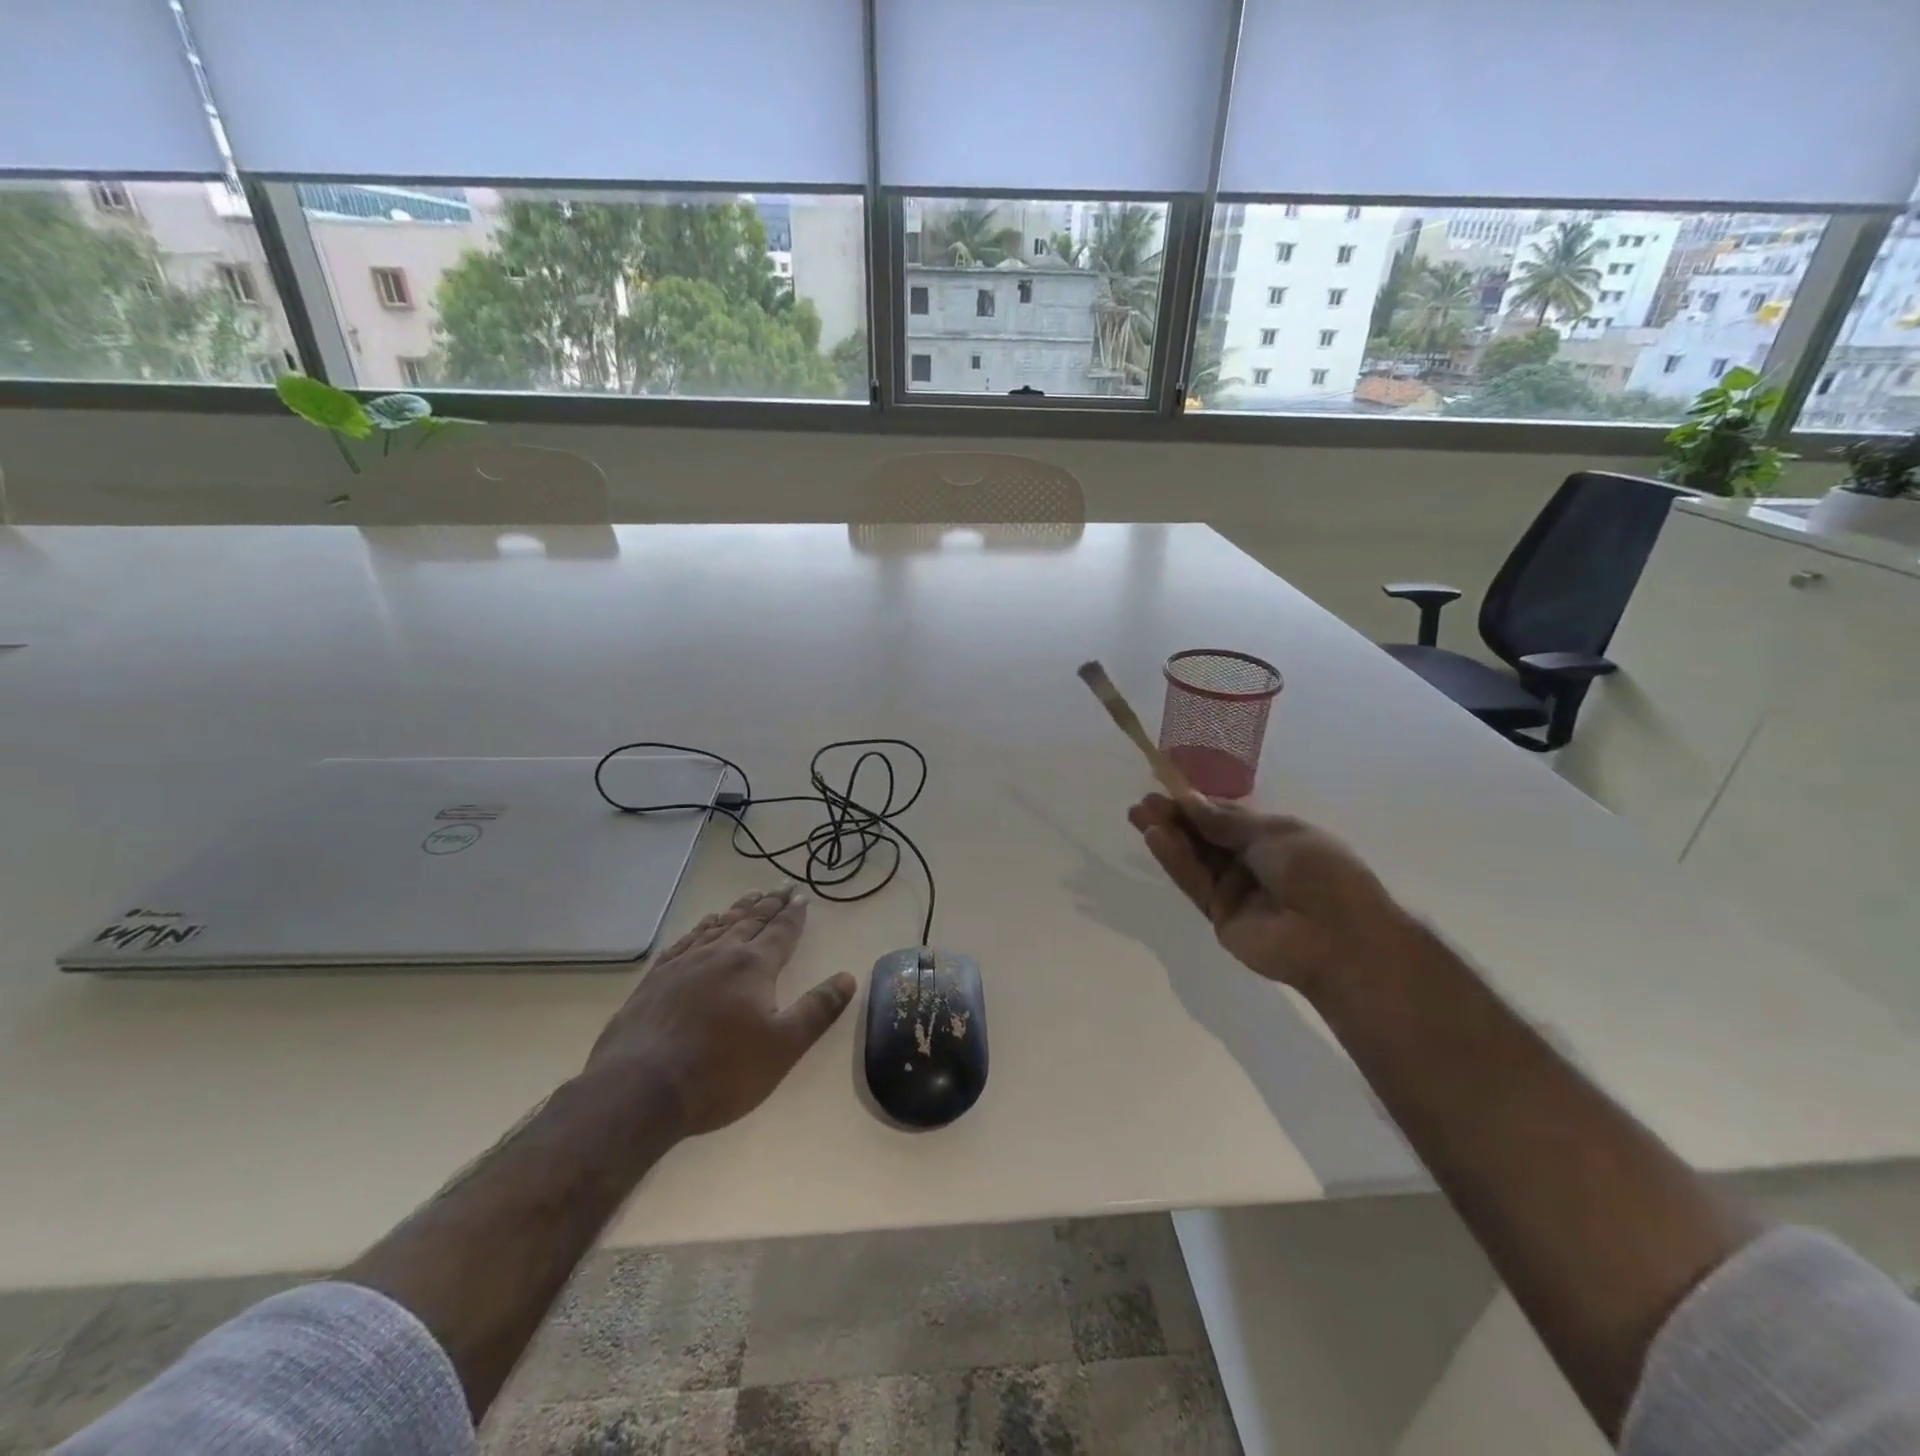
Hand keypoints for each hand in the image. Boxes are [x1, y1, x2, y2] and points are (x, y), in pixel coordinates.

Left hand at [585, 885, 855, 1136]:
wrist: (640, 1089)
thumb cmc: (721, 1071)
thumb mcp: (783, 1046)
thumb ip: (817, 1010)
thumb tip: (848, 977)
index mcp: (753, 966)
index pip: (780, 932)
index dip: (793, 914)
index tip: (801, 895)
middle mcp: (720, 954)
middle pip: (750, 921)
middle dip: (769, 904)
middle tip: (781, 887)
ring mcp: (683, 964)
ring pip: (717, 926)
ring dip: (737, 910)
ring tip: (749, 898)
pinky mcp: (655, 980)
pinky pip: (684, 942)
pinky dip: (700, 929)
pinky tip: (703, 927)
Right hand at [1127, 793, 1414, 999]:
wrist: (1337, 937)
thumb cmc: (1318, 872)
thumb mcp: (1273, 833)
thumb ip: (1225, 821)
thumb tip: (1189, 801)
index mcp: (1274, 837)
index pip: (1227, 816)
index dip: (1198, 803)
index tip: (1166, 788)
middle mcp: (1252, 862)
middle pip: (1206, 837)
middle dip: (1175, 818)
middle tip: (1142, 804)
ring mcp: (1235, 890)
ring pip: (1196, 858)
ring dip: (1168, 836)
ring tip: (1138, 815)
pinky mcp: (1219, 915)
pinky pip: (1195, 883)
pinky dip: (1174, 861)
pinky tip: (1155, 838)